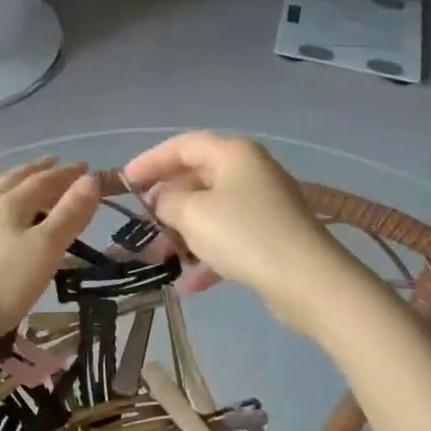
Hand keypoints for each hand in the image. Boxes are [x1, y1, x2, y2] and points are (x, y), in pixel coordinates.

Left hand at [0, 151, 99, 354]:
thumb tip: (89, 179)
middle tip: (52, 161)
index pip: (45, 183)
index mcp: (13, 206)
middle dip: (35, 170)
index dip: (66, 174)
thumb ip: (68, 216)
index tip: (84, 167)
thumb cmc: (1, 289)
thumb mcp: (44, 253)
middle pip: (14, 179)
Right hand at [124, 132, 365, 334]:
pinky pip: (229, 238)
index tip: (124, 182)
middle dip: (166, 203)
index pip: (183, 145)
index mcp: (233, 154)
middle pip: (197, 178)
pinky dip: (208, 255)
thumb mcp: (192, 214)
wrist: (306, 279)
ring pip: (211, 211)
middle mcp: (250, 171)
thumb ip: (167, 201)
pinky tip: (190, 284)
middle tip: (141, 224)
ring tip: (160, 259)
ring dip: (183, 234)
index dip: (150, 161)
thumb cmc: (243, 235)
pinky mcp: (271, 235)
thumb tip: (164, 200)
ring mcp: (263, 204)